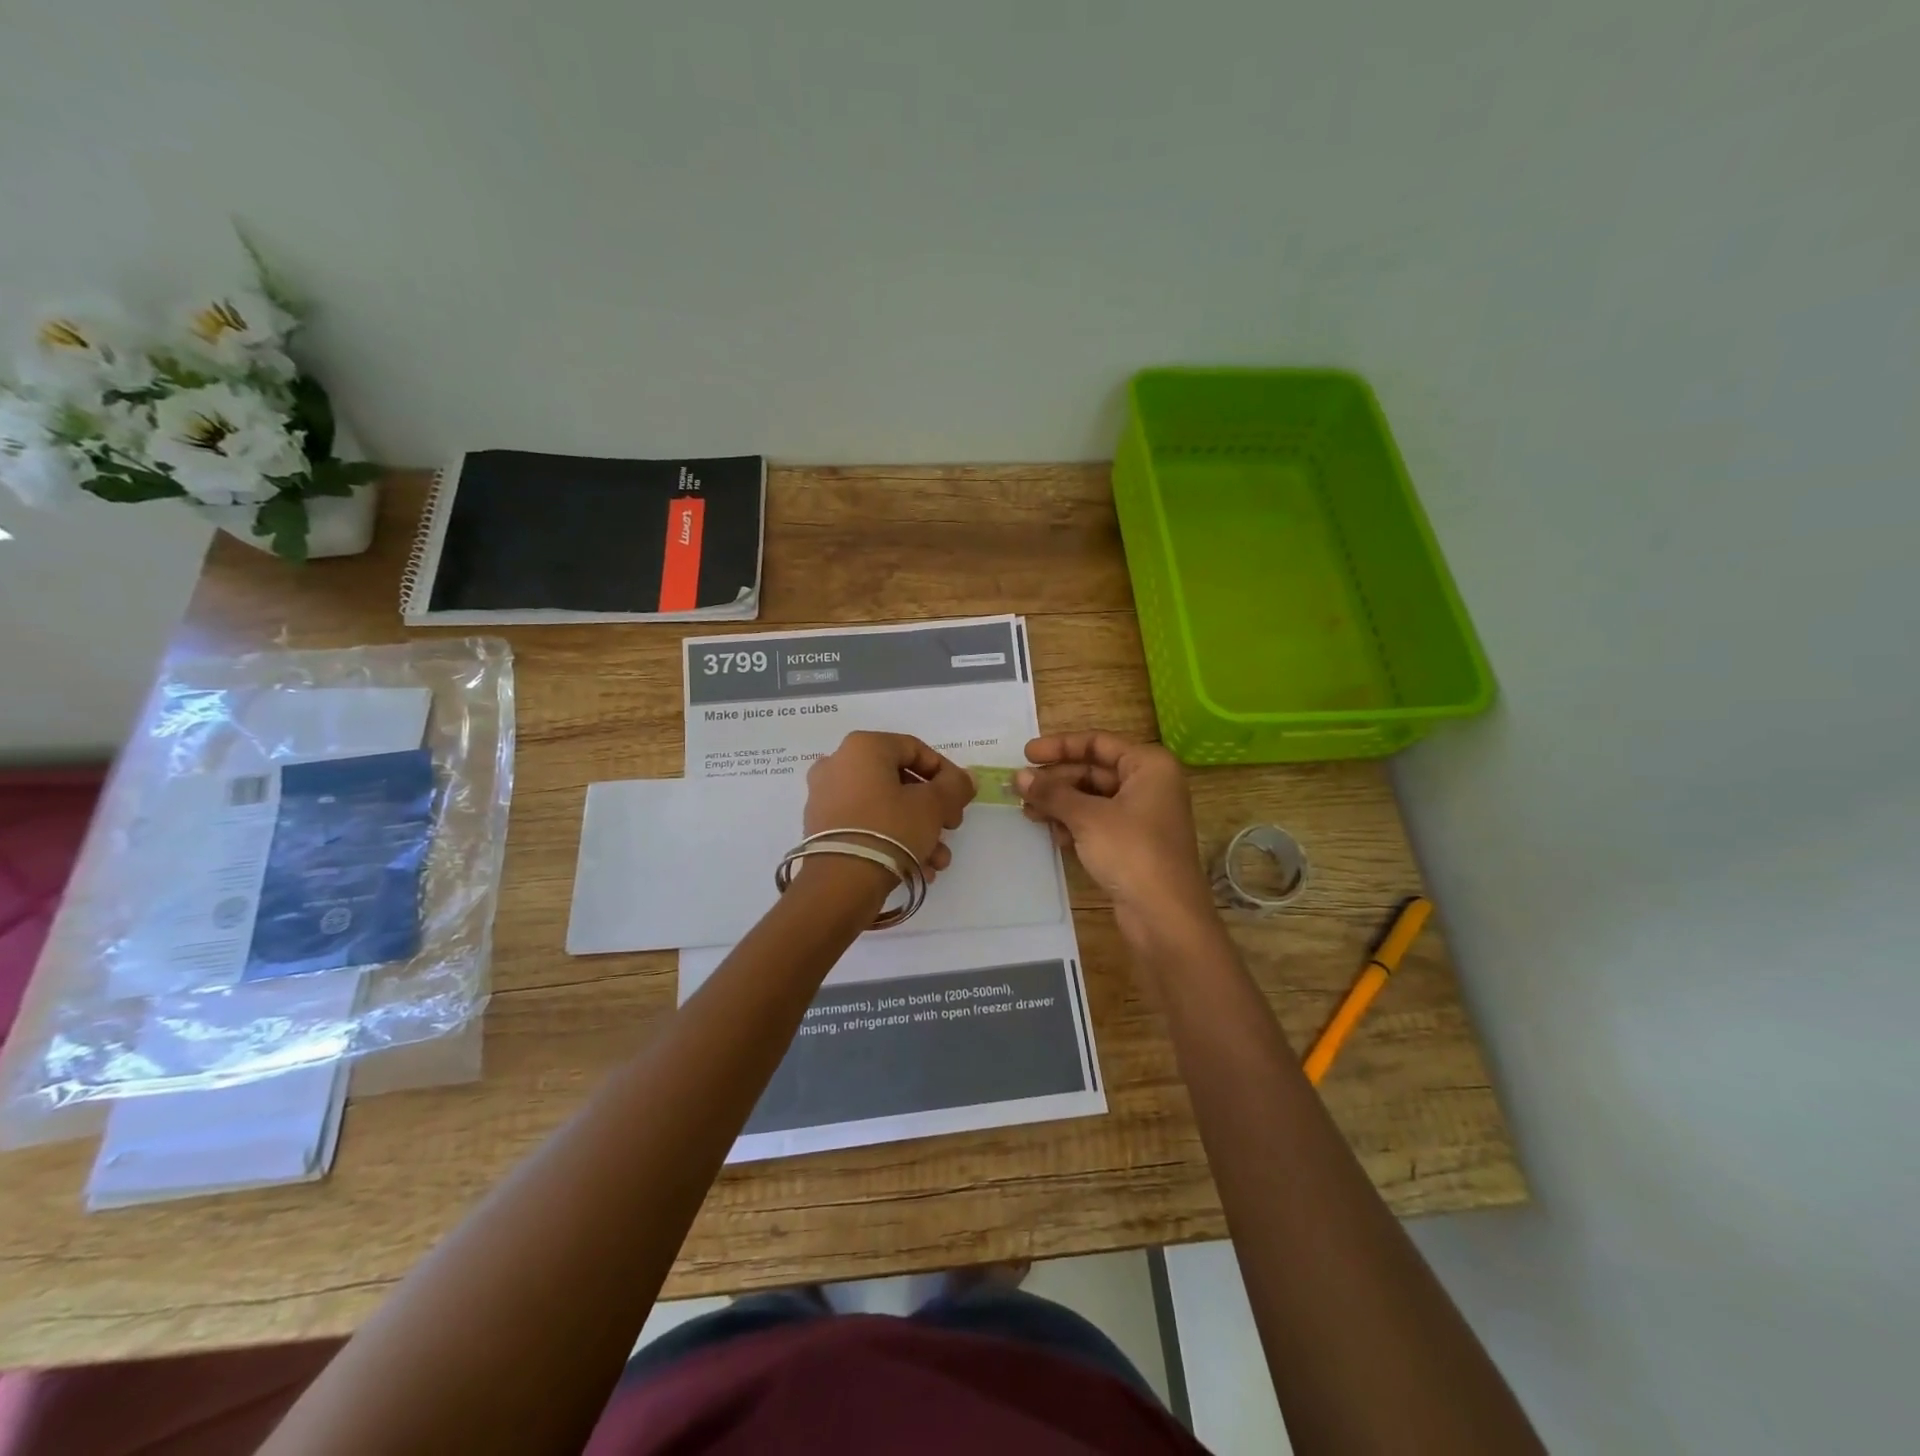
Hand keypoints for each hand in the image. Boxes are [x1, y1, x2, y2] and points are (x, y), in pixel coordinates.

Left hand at [804, 731, 974, 878]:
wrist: (840, 884)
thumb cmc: (890, 829)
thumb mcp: (933, 805)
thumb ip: (955, 786)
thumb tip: (965, 778)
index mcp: (863, 747)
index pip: (915, 749)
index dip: (946, 773)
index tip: (961, 798)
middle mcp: (838, 765)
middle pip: (900, 781)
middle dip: (932, 808)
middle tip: (951, 828)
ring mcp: (825, 798)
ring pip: (884, 807)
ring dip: (917, 830)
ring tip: (938, 859)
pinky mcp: (821, 829)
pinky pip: (866, 825)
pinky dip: (892, 840)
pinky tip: (917, 868)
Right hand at [1016, 732, 1215, 941]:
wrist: (1165, 916)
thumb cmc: (1131, 852)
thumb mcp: (1087, 817)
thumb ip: (1052, 793)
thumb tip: (1019, 776)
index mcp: (1149, 765)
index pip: (1098, 742)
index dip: (1059, 746)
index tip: (1026, 754)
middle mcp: (1150, 784)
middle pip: (1094, 770)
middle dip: (1057, 780)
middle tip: (1020, 788)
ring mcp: (1143, 816)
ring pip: (1094, 798)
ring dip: (1061, 803)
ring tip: (1028, 812)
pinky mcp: (1134, 844)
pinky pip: (1098, 822)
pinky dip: (1075, 824)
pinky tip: (1052, 834)